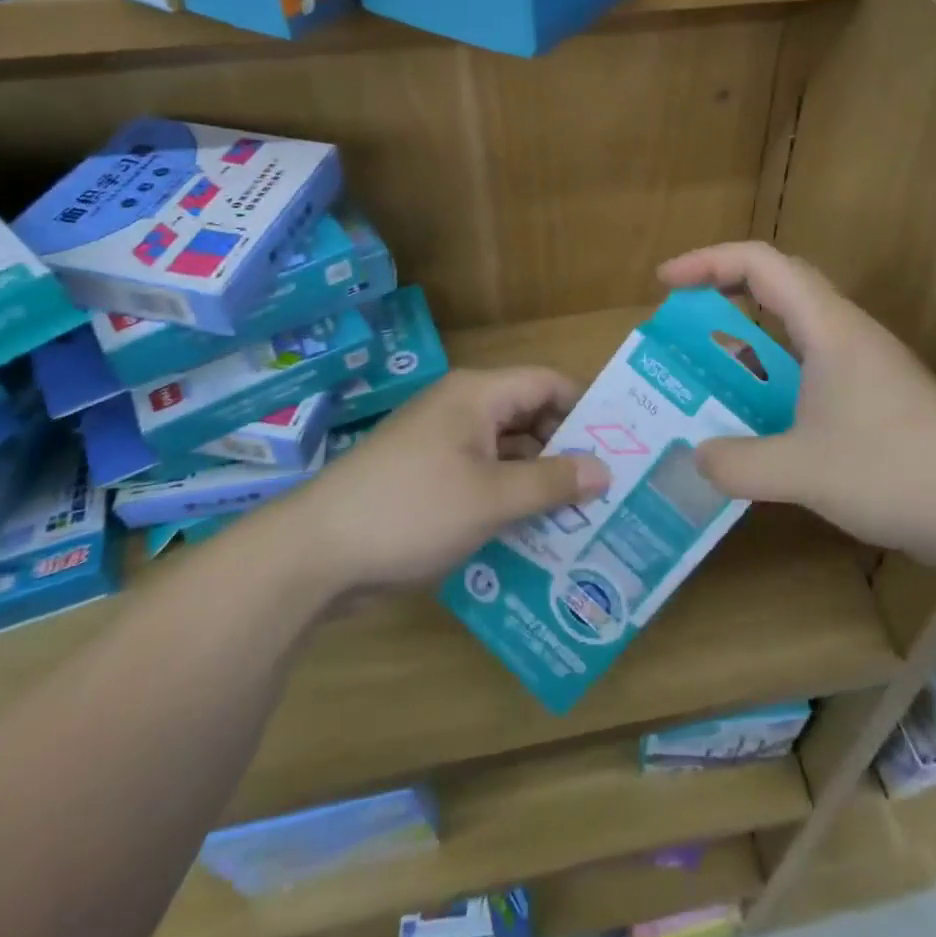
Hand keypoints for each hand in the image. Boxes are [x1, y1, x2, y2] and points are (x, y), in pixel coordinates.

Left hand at [297, 368, 610, 589]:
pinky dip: (507, 499)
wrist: (316, 553)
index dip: (585, 409)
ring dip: (538, 482)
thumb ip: (552, 482)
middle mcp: (461, 410)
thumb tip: (604, 469)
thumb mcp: (492, 498)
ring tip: (580, 519)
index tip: (618, 446)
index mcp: (478, 395)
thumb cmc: (412, 510)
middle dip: (565, 452)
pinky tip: (533, 535)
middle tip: (606, 491)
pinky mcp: (427, 480)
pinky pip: (482, 479)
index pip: (548, 383)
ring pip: (506, 453)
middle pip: (529, 418)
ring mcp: (442, 446)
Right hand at [658, 242, 935, 568]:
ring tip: (712, 368)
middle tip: (683, 317)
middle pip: (779, 283)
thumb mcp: (803, 471)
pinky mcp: (879, 398)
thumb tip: (696, 456)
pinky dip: (776, 374)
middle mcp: (848, 333)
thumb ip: (738, 464)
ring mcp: (867, 365)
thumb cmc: (896, 472)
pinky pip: (813, 366)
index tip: (664, 284)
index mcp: (828, 327)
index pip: (759, 263)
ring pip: (798, 327)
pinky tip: (762, 418)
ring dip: (752, 335)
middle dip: (724, 288)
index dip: (706, 262)